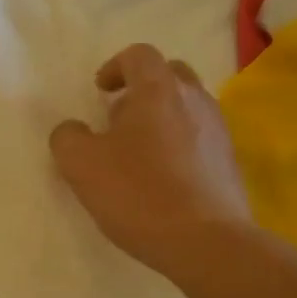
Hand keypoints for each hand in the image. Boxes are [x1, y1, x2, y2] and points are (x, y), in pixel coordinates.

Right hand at [49, 43, 253, 284]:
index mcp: (158, 90)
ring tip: (137, 152)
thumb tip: (73, 129)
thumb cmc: (138, 193)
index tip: (99, 91)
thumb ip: (67, 137)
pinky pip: (199, 137)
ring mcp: (218, 131)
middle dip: (142, 88)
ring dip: (161, 118)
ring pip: (187, 107)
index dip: (115, 67)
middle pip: (170, 74)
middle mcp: (194, 100)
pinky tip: (161, 178)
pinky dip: (178, 144)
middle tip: (118, 118)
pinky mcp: (229, 162)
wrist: (206, 242)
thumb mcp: (80, 164)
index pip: (139, 55)